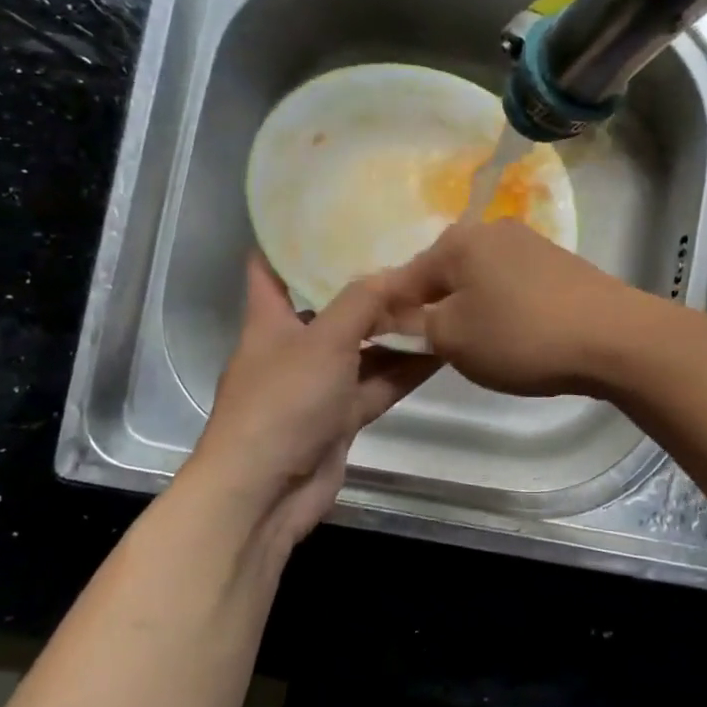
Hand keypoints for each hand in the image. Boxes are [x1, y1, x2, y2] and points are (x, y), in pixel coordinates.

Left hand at [190, 256, 436, 559]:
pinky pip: (377, 384)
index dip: (292, 240)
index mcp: (270, 320)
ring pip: (362, 349)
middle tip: (412, 256)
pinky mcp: (340, 418)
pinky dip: (404, 370)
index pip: (270, 267)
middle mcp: (293, 347)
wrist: (265, 493)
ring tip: (439, 299)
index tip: (332, 214)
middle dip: (367, 287)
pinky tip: (441, 349)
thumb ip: (361, 302)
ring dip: (395, 332)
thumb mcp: (322, 340)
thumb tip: (397, 273)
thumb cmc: (281, 403)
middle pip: (331, 308)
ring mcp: (318, 385)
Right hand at [381, 220, 652, 396]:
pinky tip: (517, 336)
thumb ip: (415, 327)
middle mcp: (492, 230)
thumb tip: (398, 319)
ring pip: (480, 281)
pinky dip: (505, 310)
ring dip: (471, 311)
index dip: (392, 315)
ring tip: (481, 348)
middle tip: (439, 351)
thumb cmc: (522, 335)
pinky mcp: (560, 265)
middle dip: (436, 311)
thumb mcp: (453, 338)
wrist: (614, 337)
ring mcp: (531, 244)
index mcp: (458, 241)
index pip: (404, 278)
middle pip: (445, 275)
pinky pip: (513, 287)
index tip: (390, 347)